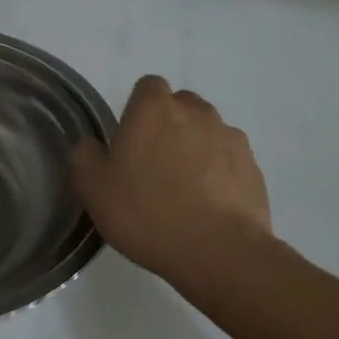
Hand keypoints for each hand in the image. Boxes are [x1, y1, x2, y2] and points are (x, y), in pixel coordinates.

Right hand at [72, 75, 273, 290]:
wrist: (219, 251)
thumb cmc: (148, 212)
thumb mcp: (94, 189)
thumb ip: (85, 157)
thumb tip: (91, 145)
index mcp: (154, 108)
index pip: (147, 87)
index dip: (138, 110)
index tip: (131, 142)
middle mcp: (196, 111)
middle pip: (180, 106)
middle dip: (169, 127)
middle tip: (154, 167)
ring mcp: (230, 137)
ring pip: (207, 132)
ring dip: (196, 149)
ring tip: (186, 190)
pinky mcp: (253, 167)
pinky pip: (230, 160)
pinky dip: (220, 174)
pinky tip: (210, 206)